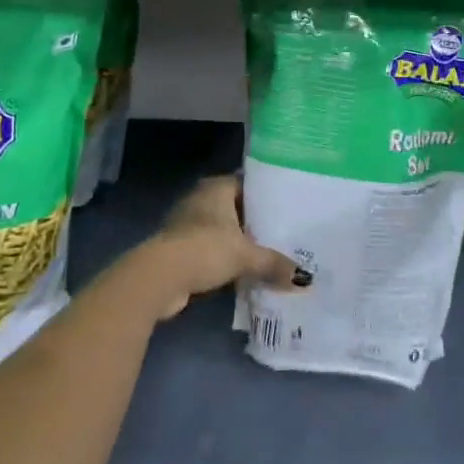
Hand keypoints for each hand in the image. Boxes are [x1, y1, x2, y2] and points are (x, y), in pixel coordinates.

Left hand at [134, 173, 305, 319]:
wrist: (159, 278)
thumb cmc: (205, 249)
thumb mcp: (245, 256)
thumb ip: (274, 264)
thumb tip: (305, 279)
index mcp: (217, 188)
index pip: (248, 184)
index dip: (268, 196)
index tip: (289, 208)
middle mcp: (201, 199)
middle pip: (236, 209)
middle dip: (256, 223)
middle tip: (284, 234)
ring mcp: (187, 224)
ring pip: (223, 231)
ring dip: (239, 244)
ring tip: (269, 255)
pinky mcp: (179, 249)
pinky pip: (210, 251)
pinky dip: (224, 260)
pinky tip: (244, 273)